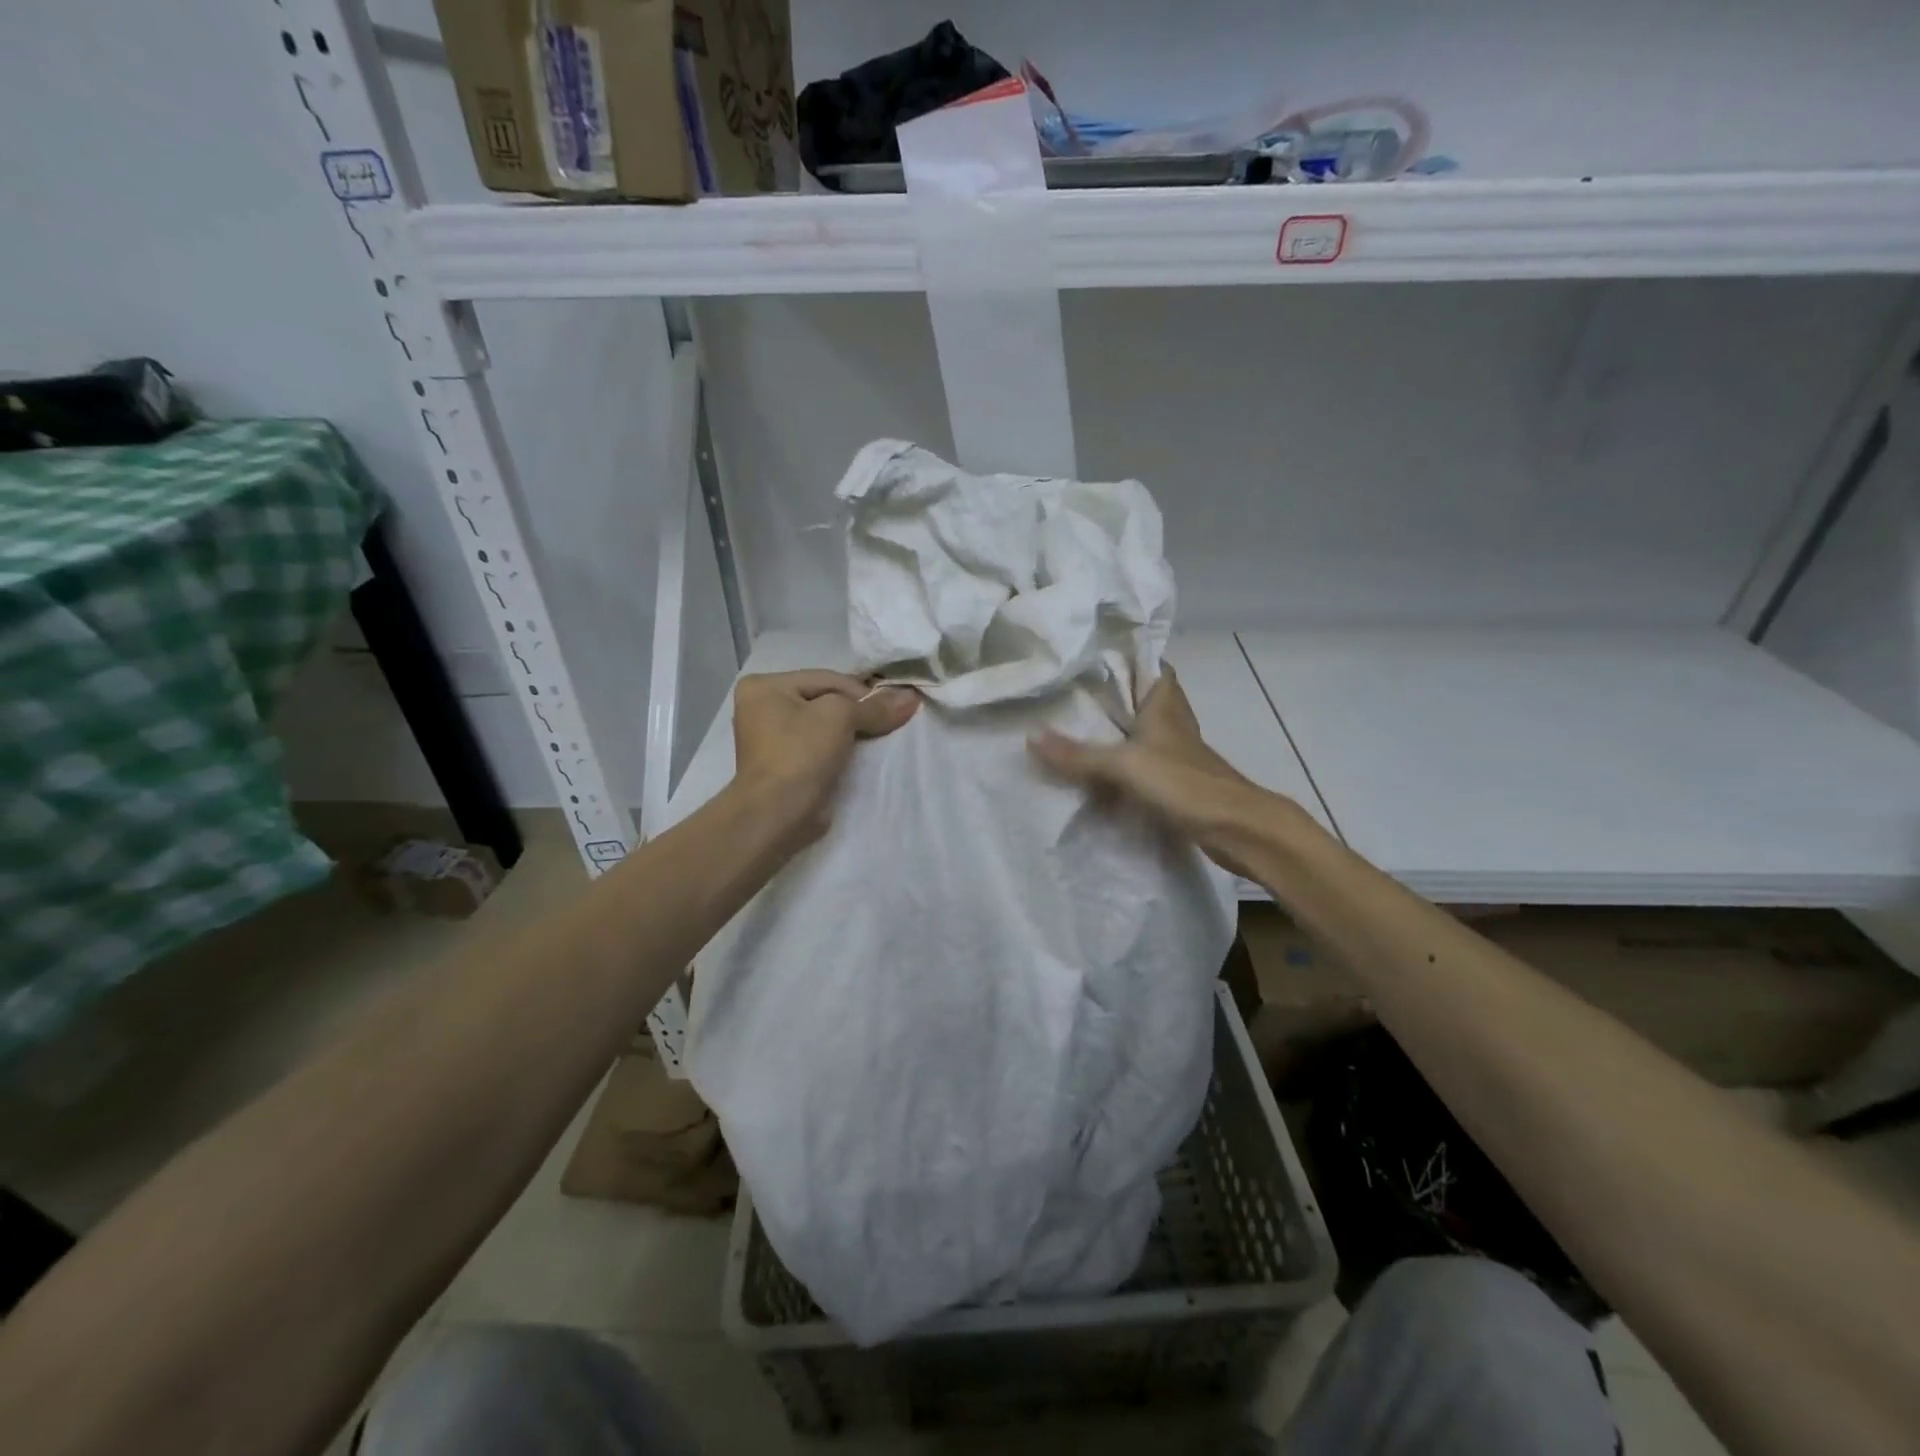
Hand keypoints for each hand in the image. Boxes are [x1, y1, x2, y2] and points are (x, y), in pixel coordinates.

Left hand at [732, 670, 917, 840]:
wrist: (777, 815)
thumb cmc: (800, 753)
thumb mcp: (840, 717)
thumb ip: (875, 706)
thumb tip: (911, 697)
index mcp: (765, 686)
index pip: (828, 679)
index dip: (863, 692)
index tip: (893, 708)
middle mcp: (762, 708)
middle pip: (826, 700)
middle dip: (859, 711)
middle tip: (890, 721)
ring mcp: (772, 740)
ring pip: (826, 726)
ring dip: (853, 732)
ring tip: (881, 738)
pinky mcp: (786, 766)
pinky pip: (822, 748)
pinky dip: (843, 750)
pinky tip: (864, 755)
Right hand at [1028, 665, 1287, 878]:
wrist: (1235, 828)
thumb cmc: (1184, 783)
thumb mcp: (1124, 765)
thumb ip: (1079, 754)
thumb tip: (1031, 736)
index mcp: (1165, 705)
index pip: (1152, 665)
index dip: (1129, 656)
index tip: (1094, 654)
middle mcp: (1173, 723)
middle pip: (1145, 698)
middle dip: (1115, 694)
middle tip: (1074, 691)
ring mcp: (1178, 753)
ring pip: (1145, 730)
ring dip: (1120, 729)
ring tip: (1080, 726)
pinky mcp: (1179, 781)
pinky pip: (1145, 762)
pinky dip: (1126, 762)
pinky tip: (1101, 770)